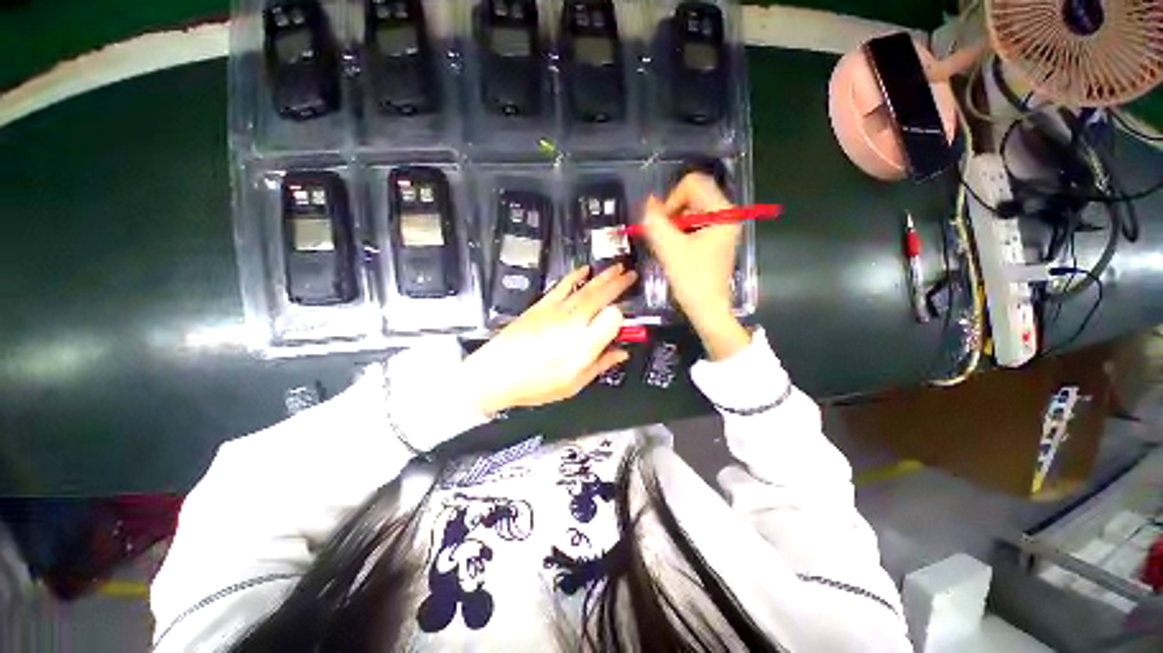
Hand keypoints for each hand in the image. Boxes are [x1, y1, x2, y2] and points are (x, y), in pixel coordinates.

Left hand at [464, 265, 636, 413]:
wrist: (496, 373)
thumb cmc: (537, 384)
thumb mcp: (573, 384)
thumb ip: (600, 365)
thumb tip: (620, 353)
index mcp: (584, 345)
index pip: (612, 319)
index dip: (622, 318)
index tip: (625, 322)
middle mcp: (573, 323)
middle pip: (601, 297)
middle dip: (618, 284)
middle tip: (631, 274)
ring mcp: (556, 311)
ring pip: (585, 288)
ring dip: (603, 276)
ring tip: (617, 266)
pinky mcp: (541, 306)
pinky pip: (562, 286)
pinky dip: (575, 276)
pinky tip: (584, 269)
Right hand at [642, 173, 750, 359]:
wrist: (707, 309)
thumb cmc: (692, 280)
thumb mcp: (670, 249)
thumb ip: (655, 222)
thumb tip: (648, 202)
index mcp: (722, 213)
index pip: (692, 184)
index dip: (671, 200)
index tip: (662, 224)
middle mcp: (726, 215)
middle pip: (692, 197)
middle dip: (672, 213)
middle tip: (663, 237)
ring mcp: (721, 228)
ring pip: (690, 211)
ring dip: (673, 225)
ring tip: (667, 247)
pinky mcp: (714, 240)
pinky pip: (692, 225)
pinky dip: (679, 232)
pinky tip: (674, 251)